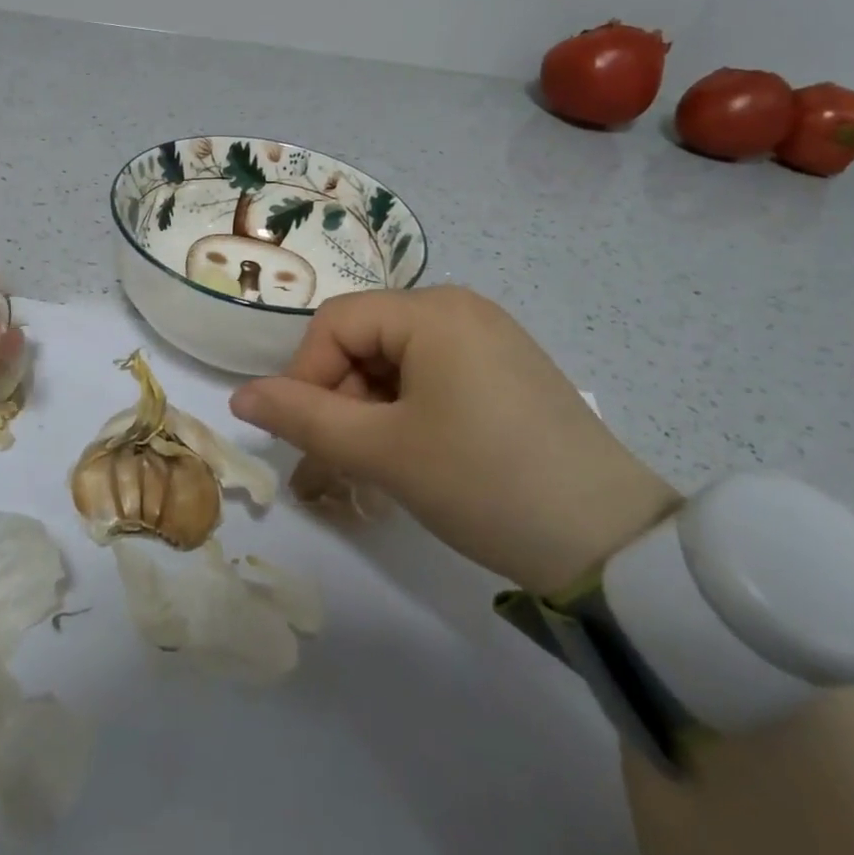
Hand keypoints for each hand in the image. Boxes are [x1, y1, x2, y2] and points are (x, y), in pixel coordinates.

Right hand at [229, 287, 678, 593]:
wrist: (613, 546)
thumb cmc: (484, 483)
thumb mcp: (382, 451)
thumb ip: (302, 417)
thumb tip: (240, 397)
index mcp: (432, 310)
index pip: (336, 324)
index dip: (306, 375)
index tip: (307, 436)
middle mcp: (461, 308)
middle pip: (366, 340)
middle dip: (340, 398)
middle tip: (341, 461)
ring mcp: (490, 338)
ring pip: (396, 361)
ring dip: (370, 410)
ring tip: (376, 466)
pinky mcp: (508, 371)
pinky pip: (433, 376)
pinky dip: (407, 411)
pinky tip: (415, 456)